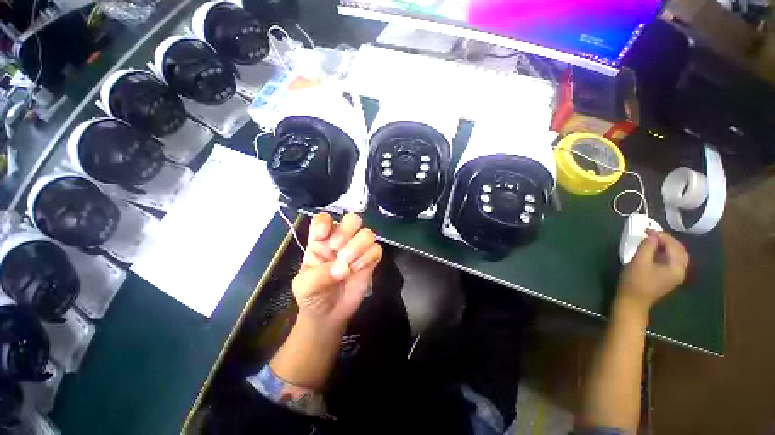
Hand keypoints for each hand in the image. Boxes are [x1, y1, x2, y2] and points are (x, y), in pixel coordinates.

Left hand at [292, 213, 381, 331]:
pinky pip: (377, 250)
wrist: (328, 316)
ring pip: (367, 233)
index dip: (325, 222)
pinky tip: (359, 269)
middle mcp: (341, 241)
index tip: (324, 236)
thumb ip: (318, 276)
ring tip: (348, 265)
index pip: (324, 219)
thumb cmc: (312, 296)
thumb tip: (342, 268)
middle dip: (347, 231)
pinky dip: (369, 258)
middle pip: (352, 219)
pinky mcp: (370, 261)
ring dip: (359, 247)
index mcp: (320, 241)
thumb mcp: (304, 287)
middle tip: (338, 249)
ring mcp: (357, 250)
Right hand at [616, 230, 688, 314]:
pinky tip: (655, 252)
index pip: (674, 246)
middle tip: (652, 234)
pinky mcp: (668, 278)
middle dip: (668, 240)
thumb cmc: (635, 282)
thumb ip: (647, 247)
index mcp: (676, 267)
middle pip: (680, 250)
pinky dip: (666, 253)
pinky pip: (672, 261)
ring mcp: (675, 276)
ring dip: (668, 246)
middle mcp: (680, 271)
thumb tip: (652, 236)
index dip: (662, 236)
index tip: (647, 230)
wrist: (633, 302)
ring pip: (678, 256)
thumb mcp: (638, 262)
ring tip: (653, 241)